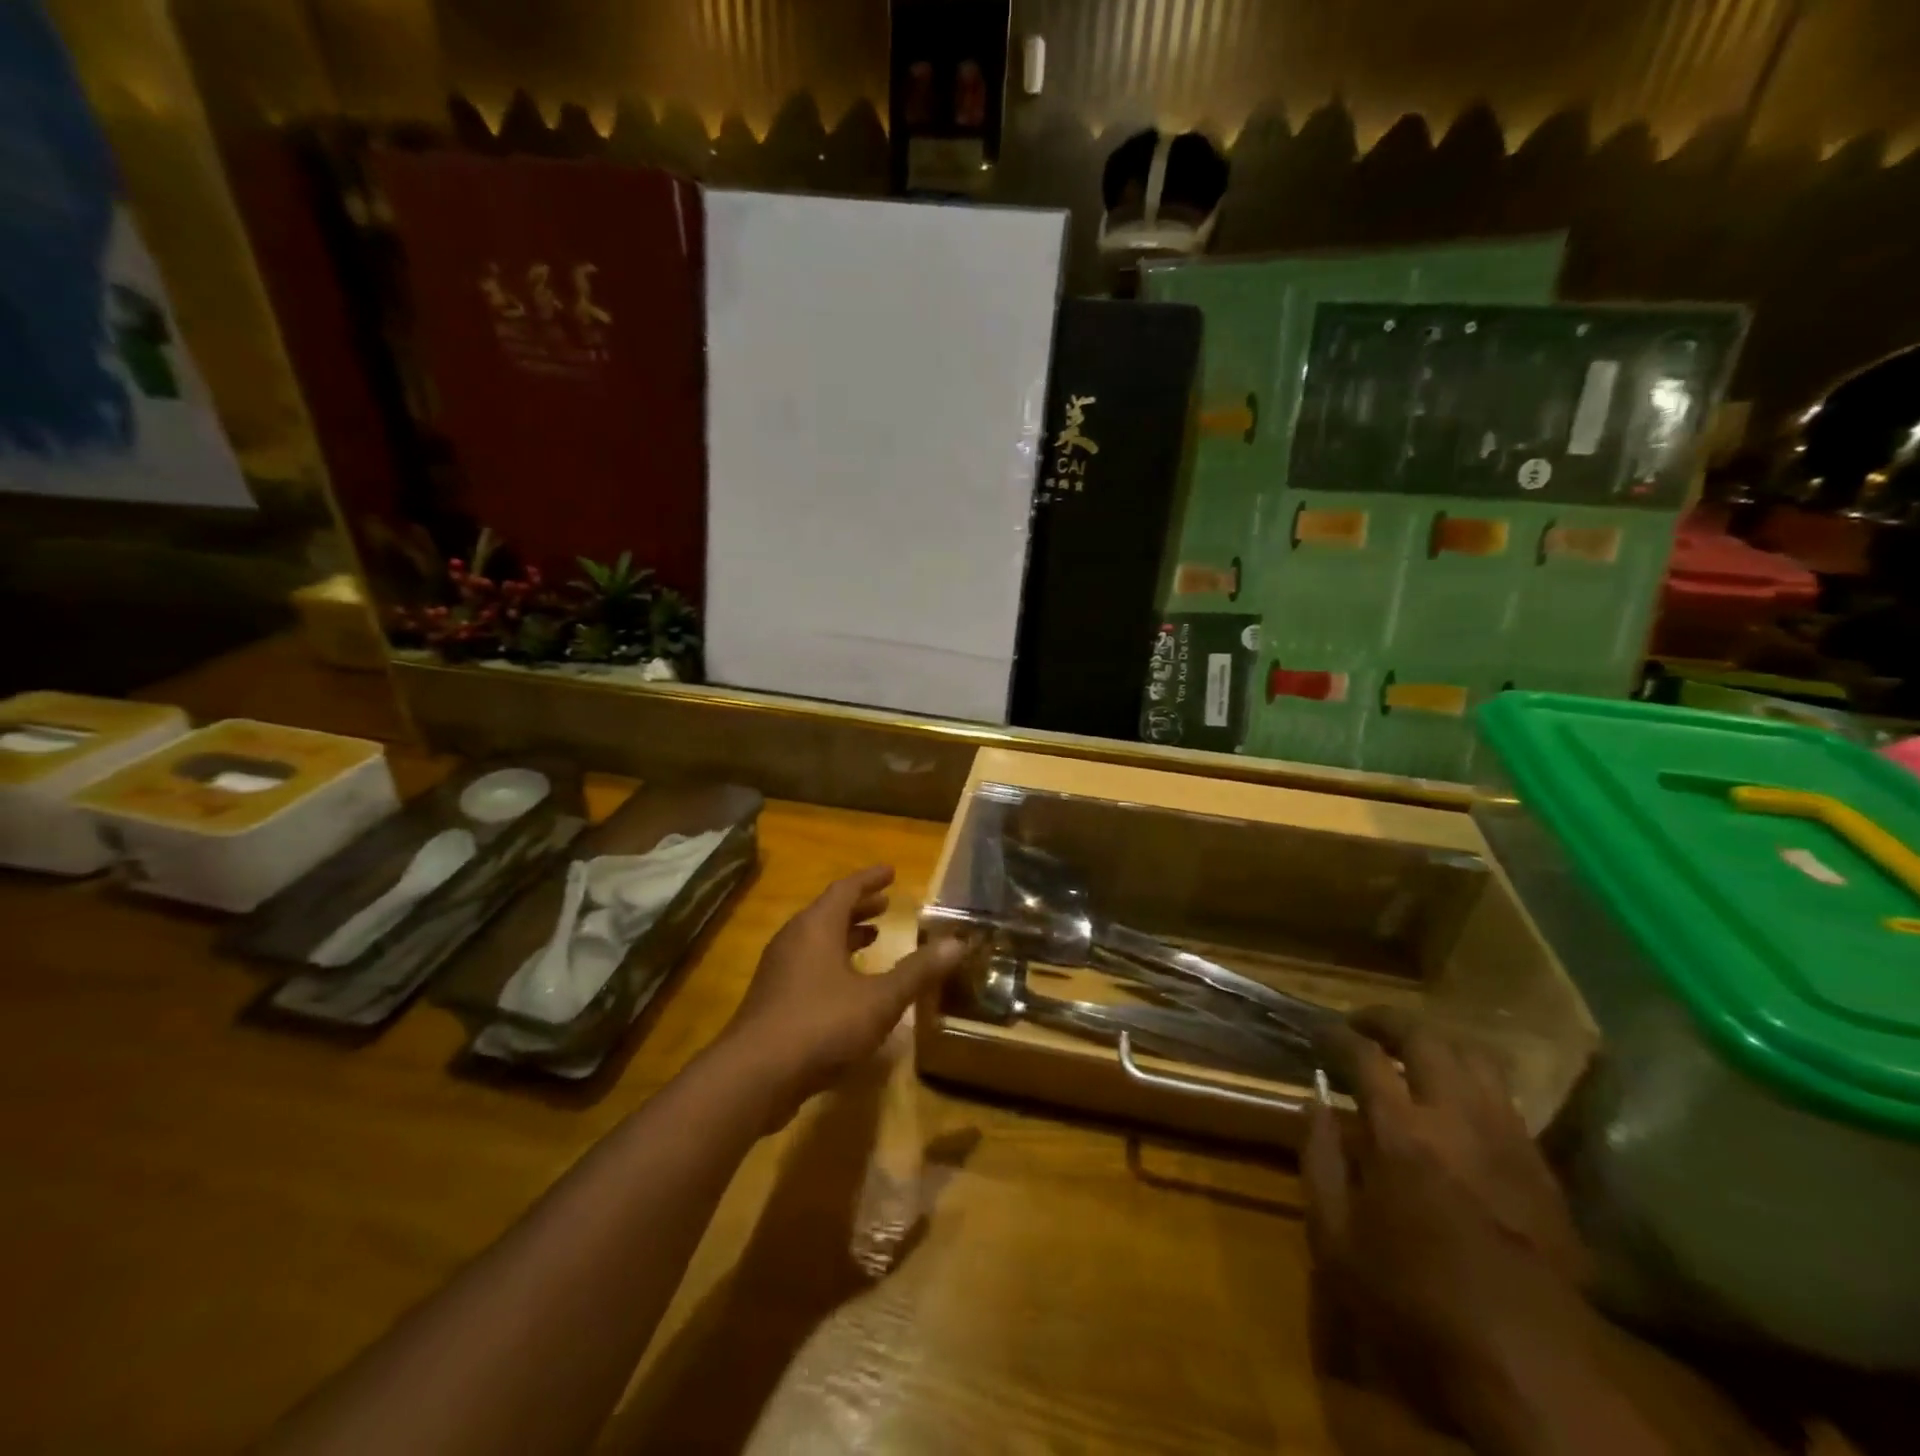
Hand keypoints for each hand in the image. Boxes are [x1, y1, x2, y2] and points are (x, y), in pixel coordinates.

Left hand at [720, 865, 968, 1124]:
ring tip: (873, 937)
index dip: (870, 879)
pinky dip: (832, 961)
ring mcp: (778, 970)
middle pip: (828, 912)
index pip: (846, 889)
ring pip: (816, 940)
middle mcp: (794, 940)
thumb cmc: (821, 1025)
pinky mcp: (772, 999)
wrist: (755, 1076)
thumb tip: (956, 943)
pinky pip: (807, 965)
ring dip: (845, 935)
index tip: (891, 872)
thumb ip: (917, 971)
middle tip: (886, 903)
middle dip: (859, 907)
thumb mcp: (880, 999)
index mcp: (816, 927)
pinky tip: (849, 986)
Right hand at [1305, 1009, 1600, 1442]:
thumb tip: (1313, 1098)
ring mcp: (1507, 1140)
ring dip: (1436, 1042)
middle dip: (1387, 1020)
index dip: (1335, 1035)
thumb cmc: (1415, 1304)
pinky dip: (1472, 1079)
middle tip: (1361, 1024)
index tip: (1318, 1031)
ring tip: (1409, 1051)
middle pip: (1426, 1038)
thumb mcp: (1336, 1240)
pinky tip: (1454, 1099)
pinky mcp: (1541, 1167)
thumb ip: (1318, 1159)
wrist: (1530, 1371)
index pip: (1364, 1056)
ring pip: (1475, 1057)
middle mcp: (1457, 1121)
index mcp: (1402, 1135)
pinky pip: (1505, 1097)